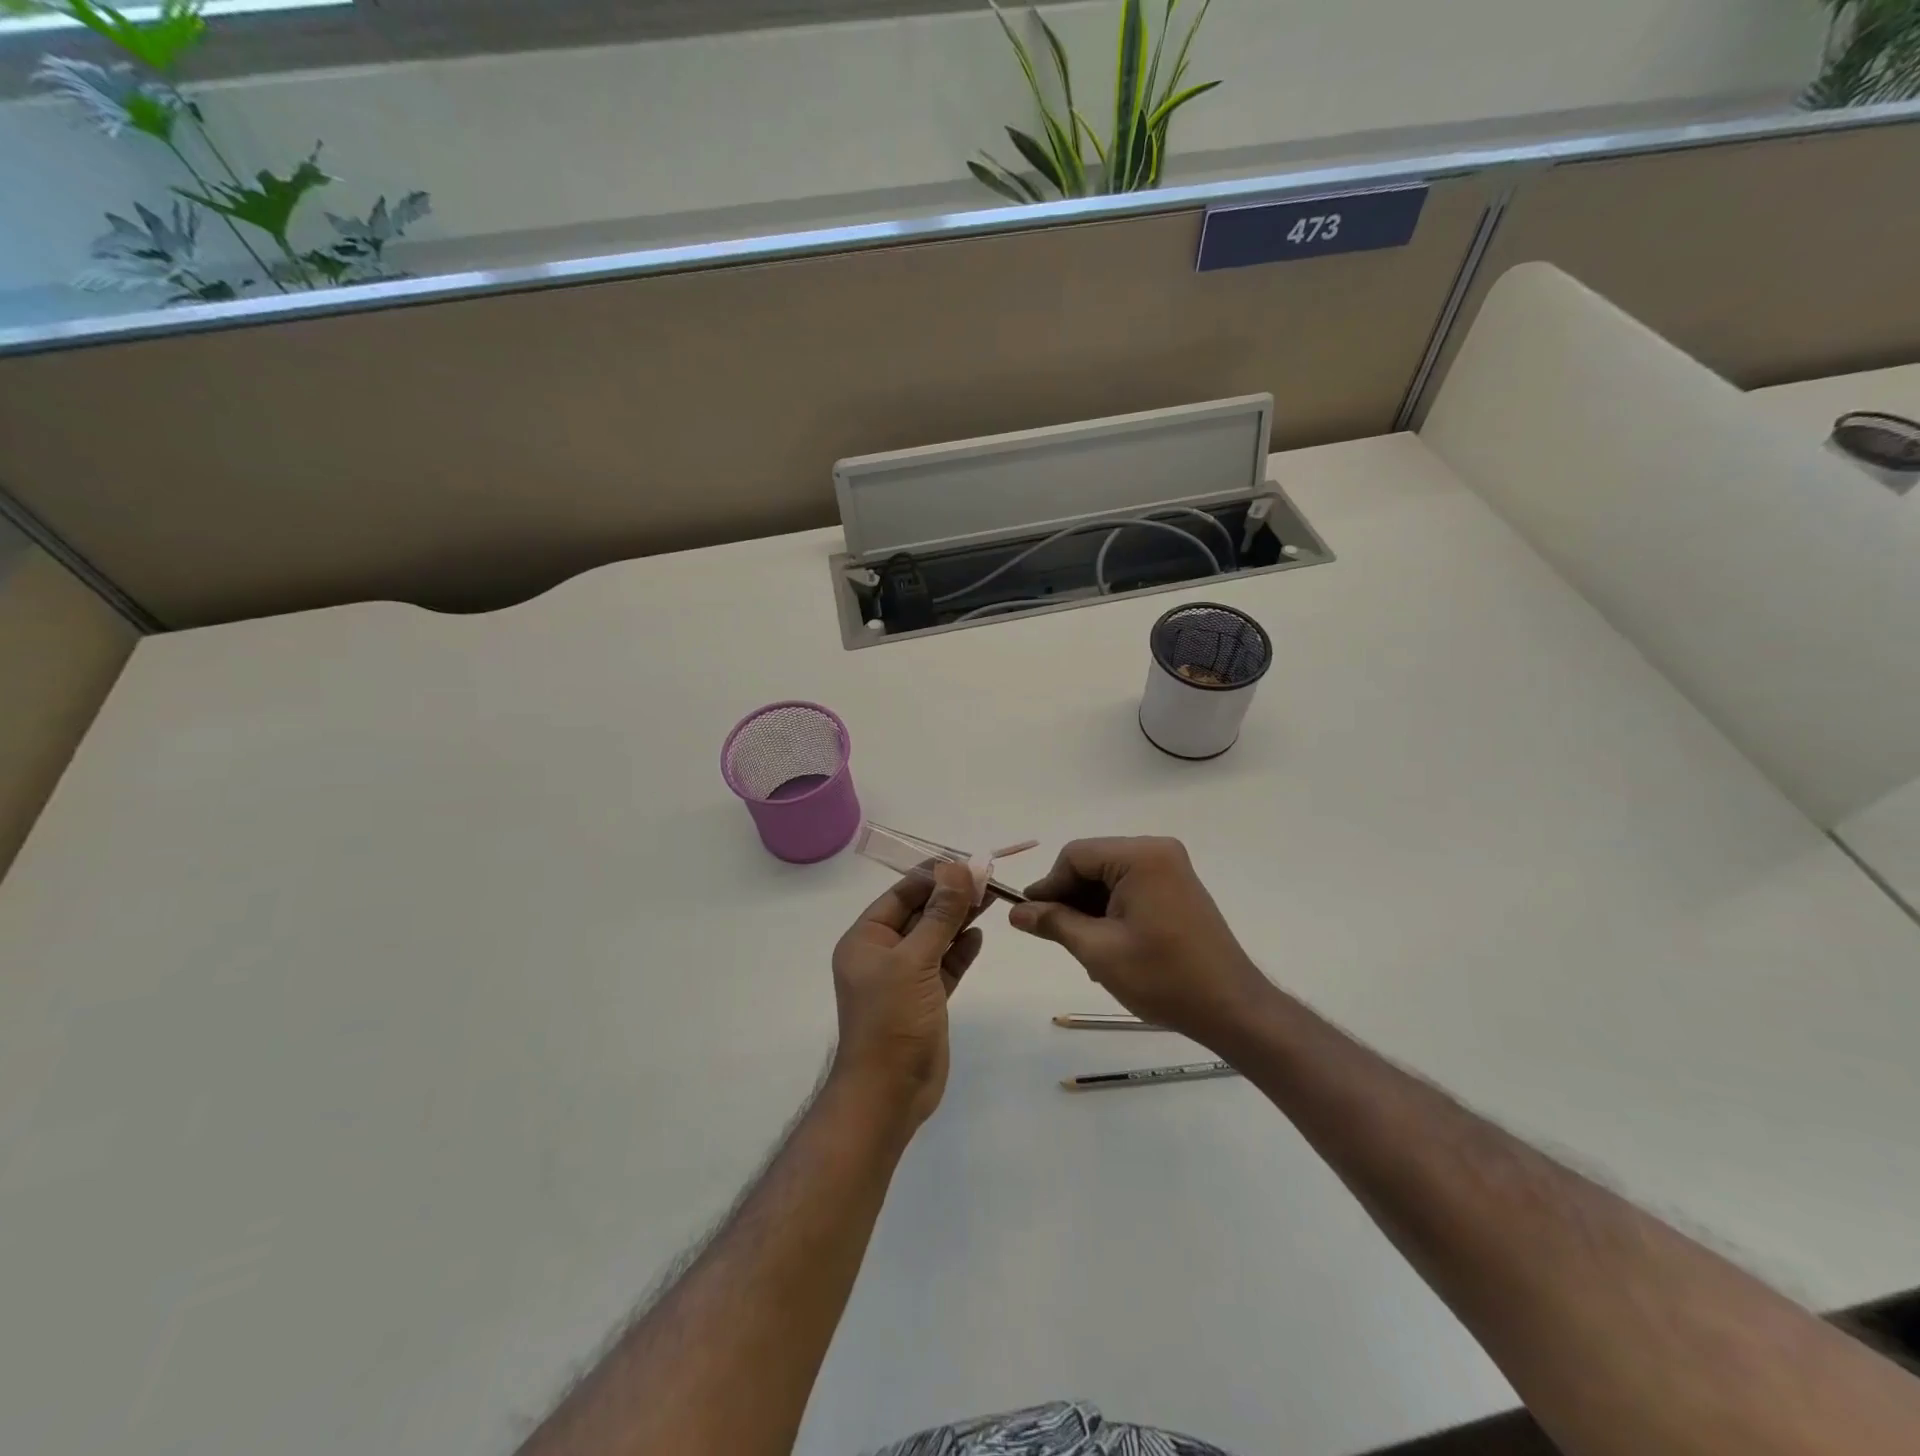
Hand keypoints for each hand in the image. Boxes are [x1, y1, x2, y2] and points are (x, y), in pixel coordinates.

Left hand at [830, 862, 982, 1128]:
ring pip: (936, 938)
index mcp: (866, 939)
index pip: (901, 895)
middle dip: (951, 895)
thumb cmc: (892, 1020)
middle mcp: (882, 954)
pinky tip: (979, 935)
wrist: (889, 1094)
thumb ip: (939, 916)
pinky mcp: (925, 999)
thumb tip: (957, 870)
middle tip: (987, 876)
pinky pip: (945, 965)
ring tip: (992, 896)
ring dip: (960, 919)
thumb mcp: (915, 961)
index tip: (966, 862)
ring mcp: (904, 977)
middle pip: (920, 913)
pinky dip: (961, 950)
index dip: (933, 877)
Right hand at [1009, 837, 1269, 1048]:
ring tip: (1081, 947)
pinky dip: (1111, 910)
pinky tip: (1105, 944)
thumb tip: (1016, 911)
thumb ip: (1054, 923)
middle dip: (1069, 898)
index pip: (1075, 856)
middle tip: (1052, 935)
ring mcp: (1171, 869)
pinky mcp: (1177, 888)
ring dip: (1089, 907)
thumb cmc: (1162, 977)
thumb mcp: (1098, 950)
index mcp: (1140, 856)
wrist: (1231, 1008)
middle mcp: (1157, 851)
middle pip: (1092, 863)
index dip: (1048, 886)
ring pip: (1109, 877)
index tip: (1030, 918)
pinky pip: (1130, 887)